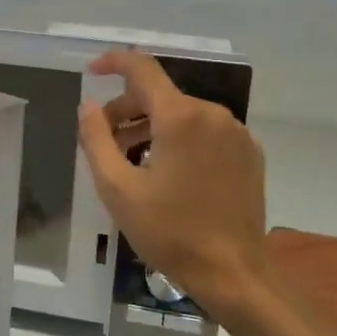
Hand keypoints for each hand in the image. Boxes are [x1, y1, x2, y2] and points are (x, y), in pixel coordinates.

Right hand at [77, 50, 268, 317]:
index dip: (113, 62)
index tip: (91, 71)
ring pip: (182, 114)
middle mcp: (213, 114)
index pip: (142, 69)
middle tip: (104, 141)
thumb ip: (96, 139)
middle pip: (160, 95)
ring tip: (132, 162)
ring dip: (151, 127)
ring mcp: (236, 133)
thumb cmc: (169, 232)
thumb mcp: (117, 188)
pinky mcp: (249, 153)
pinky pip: (205, 132)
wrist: (233, 273)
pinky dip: (180, 139)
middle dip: (127, 109)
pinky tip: (168, 173)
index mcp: (180, 117)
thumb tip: (88, 105)